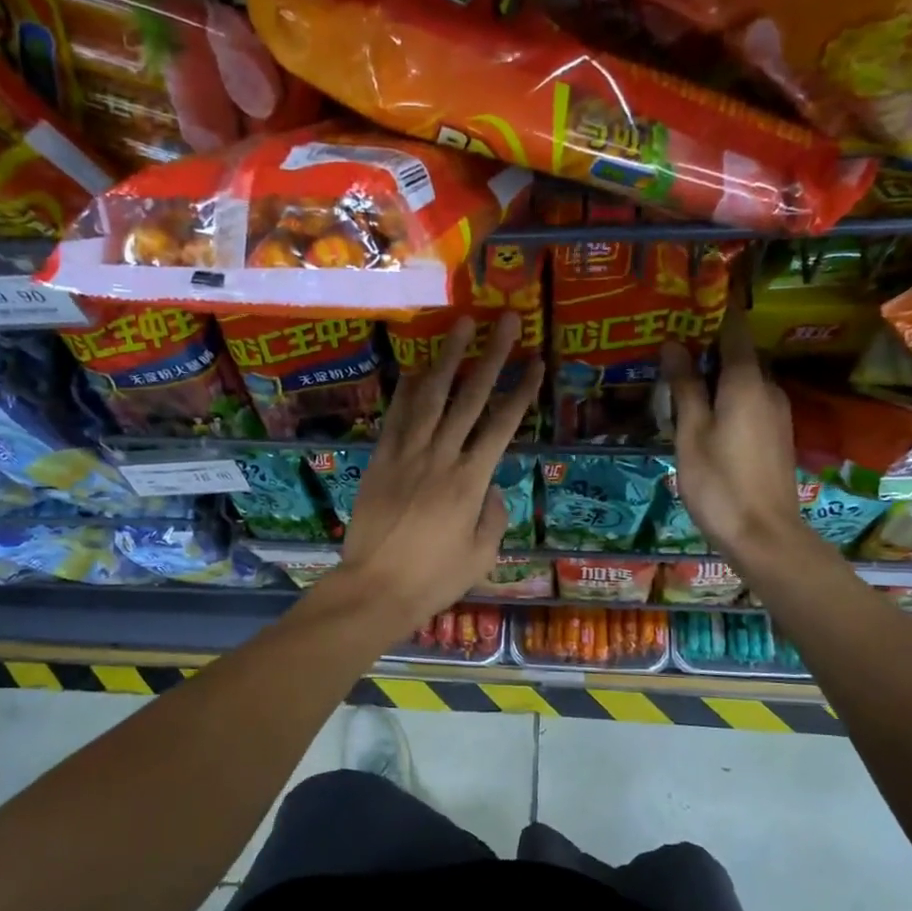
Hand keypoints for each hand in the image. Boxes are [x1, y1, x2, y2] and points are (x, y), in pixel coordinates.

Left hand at [336, 314, 543, 632]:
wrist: (375, 588)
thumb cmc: (434, 578)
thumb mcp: (481, 554)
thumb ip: (493, 516)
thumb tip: (491, 489)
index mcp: (471, 481)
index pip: (502, 425)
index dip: (521, 391)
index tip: (536, 362)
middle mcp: (441, 457)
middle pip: (470, 398)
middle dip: (492, 357)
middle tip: (507, 322)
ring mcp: (407, 454)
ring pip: (431, 397)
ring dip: (448, 358)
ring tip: (461, 325)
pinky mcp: (380, 460)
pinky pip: (396, 417)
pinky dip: (408, 390)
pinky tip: (418, 368)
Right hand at [662, 283, 804, 560]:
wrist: (764, 534)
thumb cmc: (719, 481)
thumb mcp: (690, 433)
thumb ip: (684, 387)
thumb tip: (672, 344)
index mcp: (745, 383)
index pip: (734, 331)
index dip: (718, 310)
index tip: (698, 294)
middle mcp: (768, 390)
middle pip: (739, 356)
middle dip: (710, 346)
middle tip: (674, 345)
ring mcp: (777, 414)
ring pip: (745, 381)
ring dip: (718, 375)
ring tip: (682, 380)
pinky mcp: (777, 436)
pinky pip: (751, 402)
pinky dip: (729, 397)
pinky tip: (705, 413)